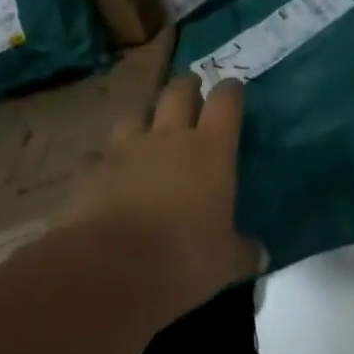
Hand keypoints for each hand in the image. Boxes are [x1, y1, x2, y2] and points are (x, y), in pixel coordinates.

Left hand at [64, 74, 264, 320]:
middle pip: (178, 92)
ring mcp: (126, 148)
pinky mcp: (92, 168)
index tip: (232, 86)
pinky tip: (107, 170)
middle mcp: (169, 137)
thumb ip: (243, 252)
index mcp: (210, 149)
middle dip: (187, 86)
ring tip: (148, 123)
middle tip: (192, 88)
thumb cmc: (182, 259)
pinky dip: (106, 158)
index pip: (225, 103)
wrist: (110, 267)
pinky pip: (100, 153)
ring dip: (145, 114)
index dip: (230, 91)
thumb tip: (261, 255)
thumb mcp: (225, 262)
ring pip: (136, 113)